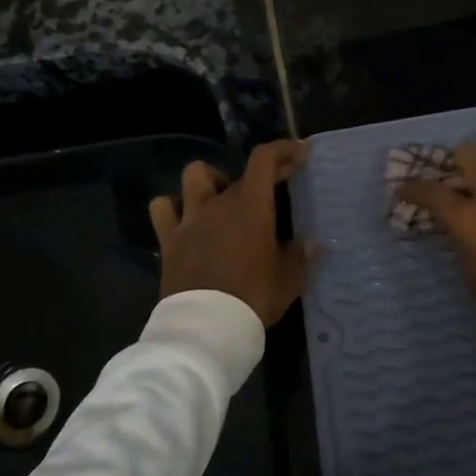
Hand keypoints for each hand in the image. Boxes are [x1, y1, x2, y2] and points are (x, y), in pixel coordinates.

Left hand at [150, 139, 310, 326]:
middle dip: (260, 176)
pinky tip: (186, 218)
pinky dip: (173, 206)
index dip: (283, 149)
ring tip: (222, 197)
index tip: (300, 153)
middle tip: (273, 190)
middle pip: (239, 173)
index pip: (265, 159)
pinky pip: (163, 208)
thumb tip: (312, 244)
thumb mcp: (289, 279)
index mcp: (251, 205)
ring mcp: (190, 219)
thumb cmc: (254, 297)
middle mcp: (219, 202)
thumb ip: (300, 256)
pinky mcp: (169, 240)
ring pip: (194, 175)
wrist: (207, 326)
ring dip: (210, 180)